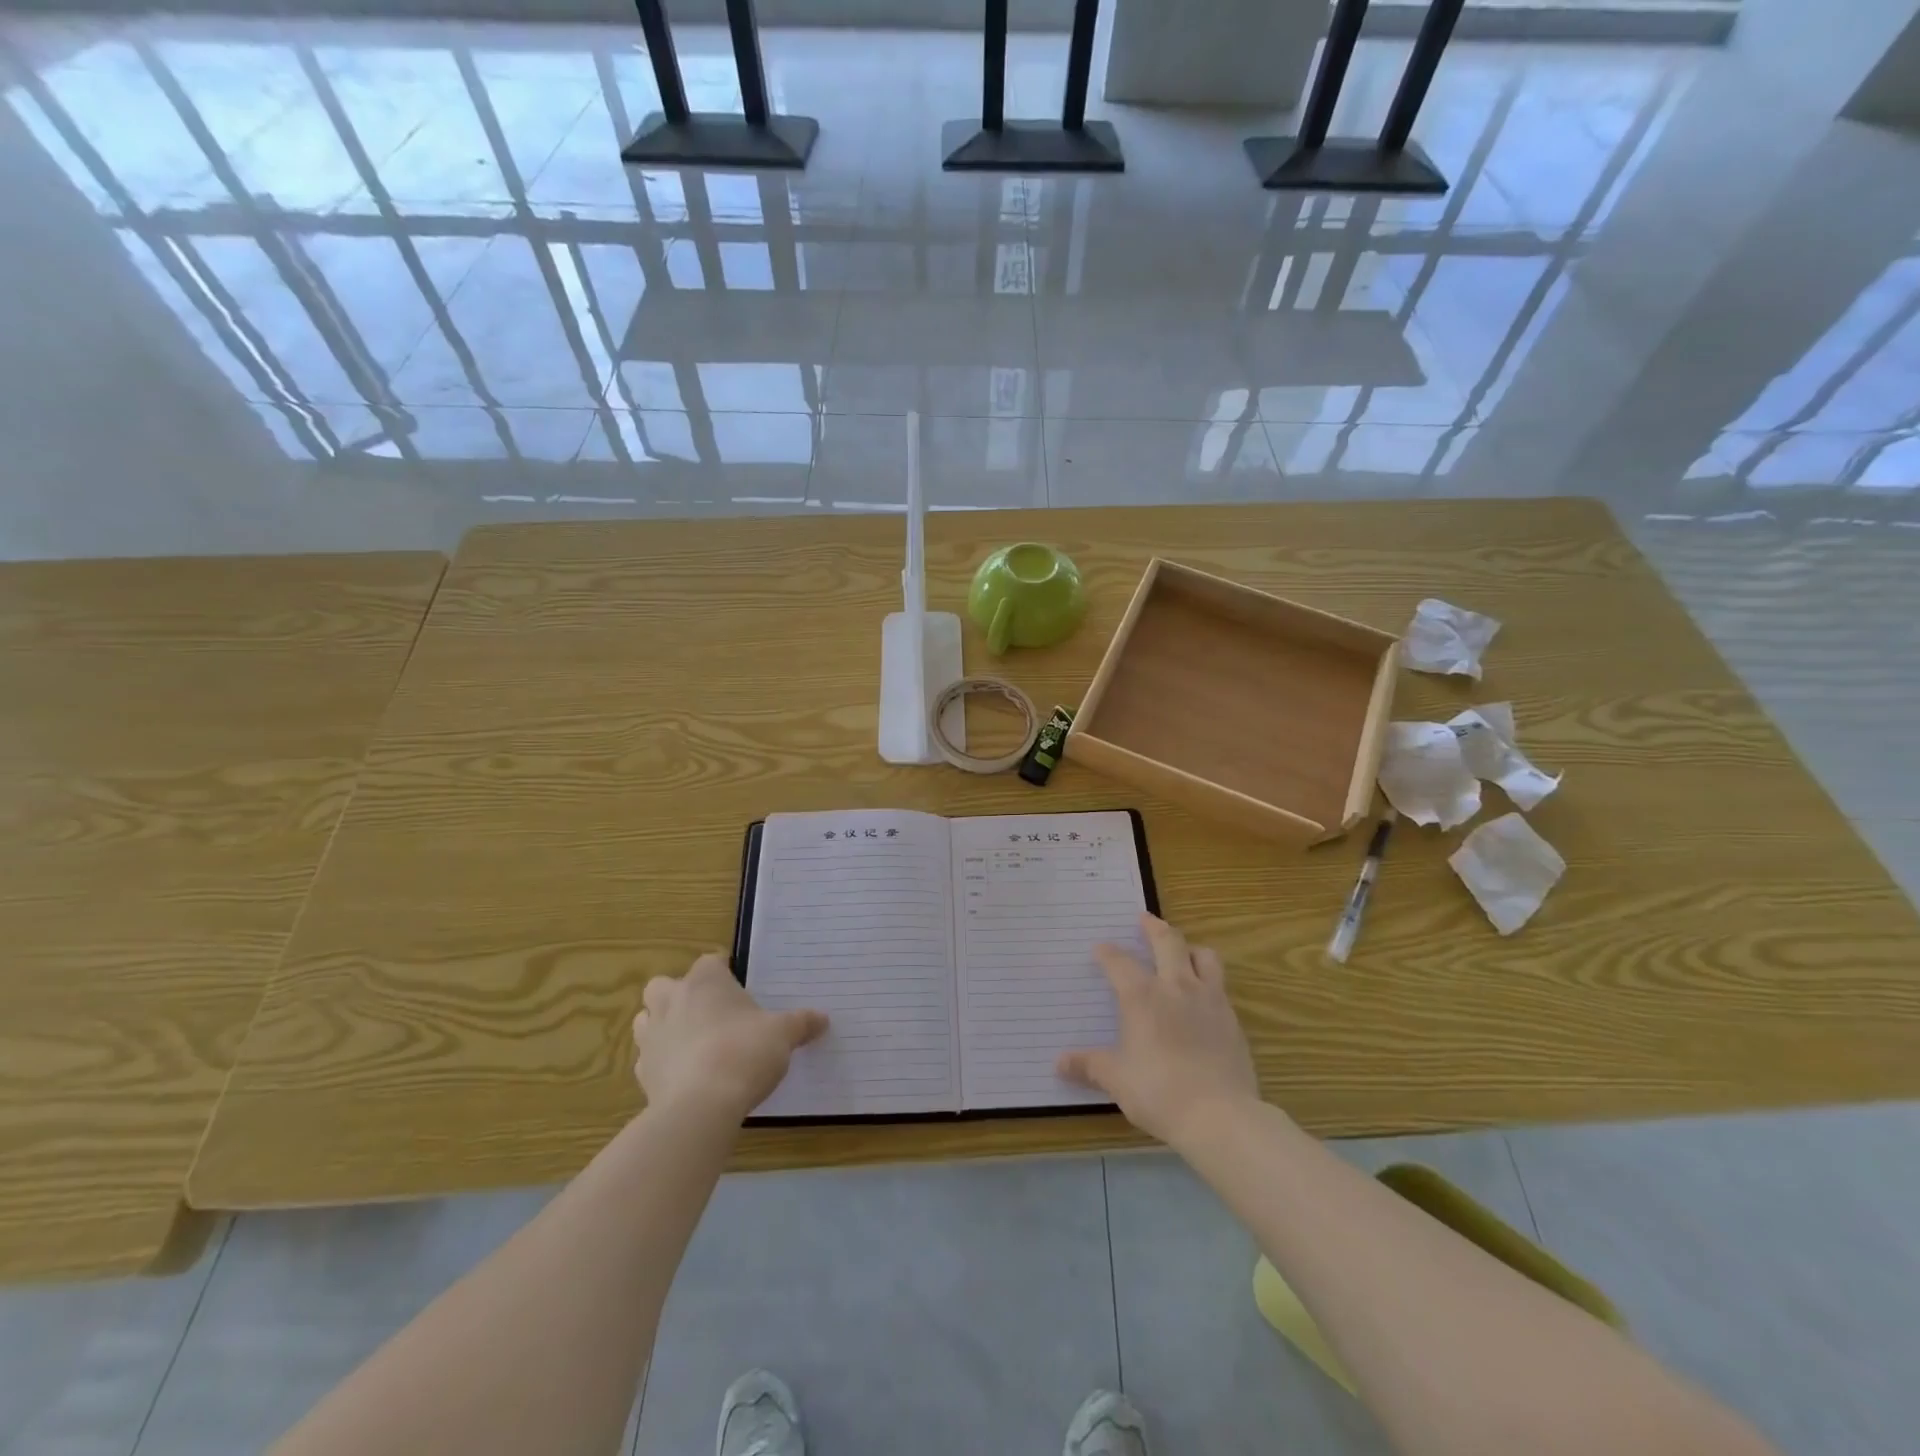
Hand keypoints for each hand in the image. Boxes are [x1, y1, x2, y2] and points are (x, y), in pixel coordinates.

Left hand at [632, 954, 827, 1121]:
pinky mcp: (642, 1072)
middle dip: (680, 994)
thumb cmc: (744, 1052)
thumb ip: (801, 1023)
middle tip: (709, 1013)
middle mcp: (672, 1000)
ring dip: (664, 1025)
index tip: (740, 988)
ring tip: (693, 1042)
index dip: (724, 972)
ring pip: (648, 1019)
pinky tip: (685, 1075)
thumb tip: (823, 1018)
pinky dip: (663, 1062)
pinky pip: (648, 1058)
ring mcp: (651, 1036)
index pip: (711, 961)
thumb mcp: (783, 1034)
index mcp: (705, 981)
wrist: (700, 1107)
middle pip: (665, 985)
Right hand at [1057, 914, 1258, 1146]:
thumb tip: (1059, 1063)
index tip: (1100, 948)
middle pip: (1168, 941)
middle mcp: (1176, 987)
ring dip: (1190, 948)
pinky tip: (1202, 997)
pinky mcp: (1232, 1019)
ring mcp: (1209, 1000)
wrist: (1220, 1116)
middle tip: (1144, 918)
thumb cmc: (1158, 1092)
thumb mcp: (1116, 1080)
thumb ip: (1089, 1066)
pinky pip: (1220, 986)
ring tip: (1183, 951)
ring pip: (1204, 956)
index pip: (1119, 962)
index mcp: (1142, 996)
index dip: (1107, 953)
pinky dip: (1209, 981)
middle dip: (1154, 927)